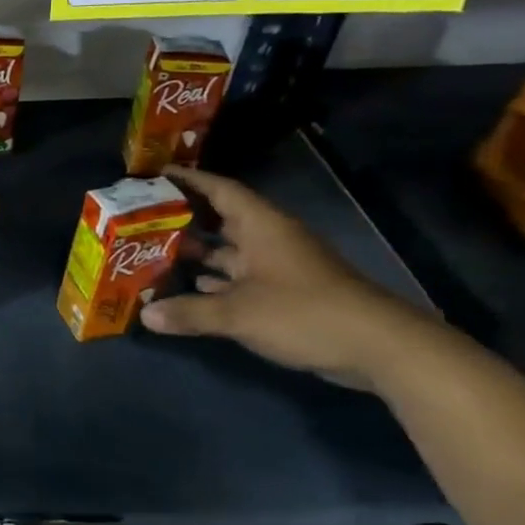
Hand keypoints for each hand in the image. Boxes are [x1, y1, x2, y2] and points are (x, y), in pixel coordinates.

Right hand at [140, 166, 430, 389]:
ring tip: (155, 252)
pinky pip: (240, 278)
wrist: (380, 348)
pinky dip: (215, 281)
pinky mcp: (286, 294)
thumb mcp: (239, 313)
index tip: (155, 176)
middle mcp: (269, 239)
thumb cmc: (304, 313)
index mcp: (261, 227)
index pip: (220, 190)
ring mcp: (279, 267)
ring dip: (197, 253)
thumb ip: (190, 312)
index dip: (189, 180)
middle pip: (221, 219)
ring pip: (229, 251)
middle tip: (144, 217)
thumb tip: (145, 315)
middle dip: (184, 218)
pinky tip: (189, 288)